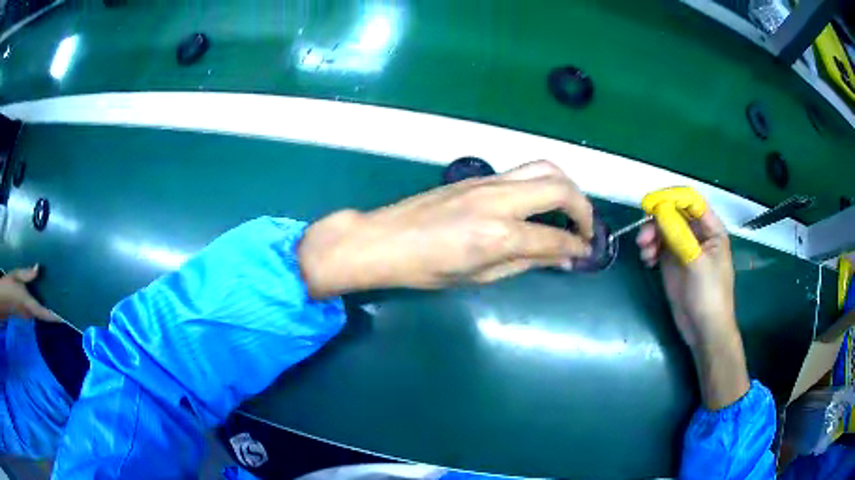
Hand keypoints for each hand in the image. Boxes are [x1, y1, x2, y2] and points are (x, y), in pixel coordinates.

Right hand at [0, 265, 61, 322]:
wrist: (3, 298)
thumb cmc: (9, 286)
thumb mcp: (17, 275)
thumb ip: (27, 274)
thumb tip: (38, 268)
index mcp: (30, 305)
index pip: (45, 314)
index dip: (55, 317)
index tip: (66, 317)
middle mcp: (30, 313)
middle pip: (44, 314)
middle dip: (53, 310)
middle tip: (63, 301)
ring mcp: (27, 314)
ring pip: (39, 312)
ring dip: (46, 306)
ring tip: (56, 296)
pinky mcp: (24, 312)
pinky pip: (34, 309)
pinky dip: (40, 304)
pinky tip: (43, 294)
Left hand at [299, 160, 594, 297]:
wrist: (384, 239)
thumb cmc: (425, 269)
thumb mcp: (477, 276)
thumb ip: (524, 263)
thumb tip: (560, 258)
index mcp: (497, 234)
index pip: (554, 237)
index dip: (577, 246)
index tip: (587, 252)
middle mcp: (499, 200)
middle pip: (559, 188)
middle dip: (584, 208)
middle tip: (587, 229)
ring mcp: (488, 182)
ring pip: (544, 168)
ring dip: (567, 187)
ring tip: (571, 210)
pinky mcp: (479, 177)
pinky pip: (524, 171)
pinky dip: (544, 183)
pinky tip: (541, 203)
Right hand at [636, 205, 748, 408]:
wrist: (704, 330)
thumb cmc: (709, 295)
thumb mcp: (697, 263)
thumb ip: (679, 235)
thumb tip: (659, 209)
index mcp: (711, 229)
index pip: (691, 201)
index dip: (671, 198)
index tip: (651, 205)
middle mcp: (698, 234)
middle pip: (674, 214)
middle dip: (657, 221)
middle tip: (643, 238)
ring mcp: (685, 248)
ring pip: (664, 230)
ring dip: (651, 236)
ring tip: (644, 252)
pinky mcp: (673, 263)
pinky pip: (659, 247)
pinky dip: (651, 250)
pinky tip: (647, 261)